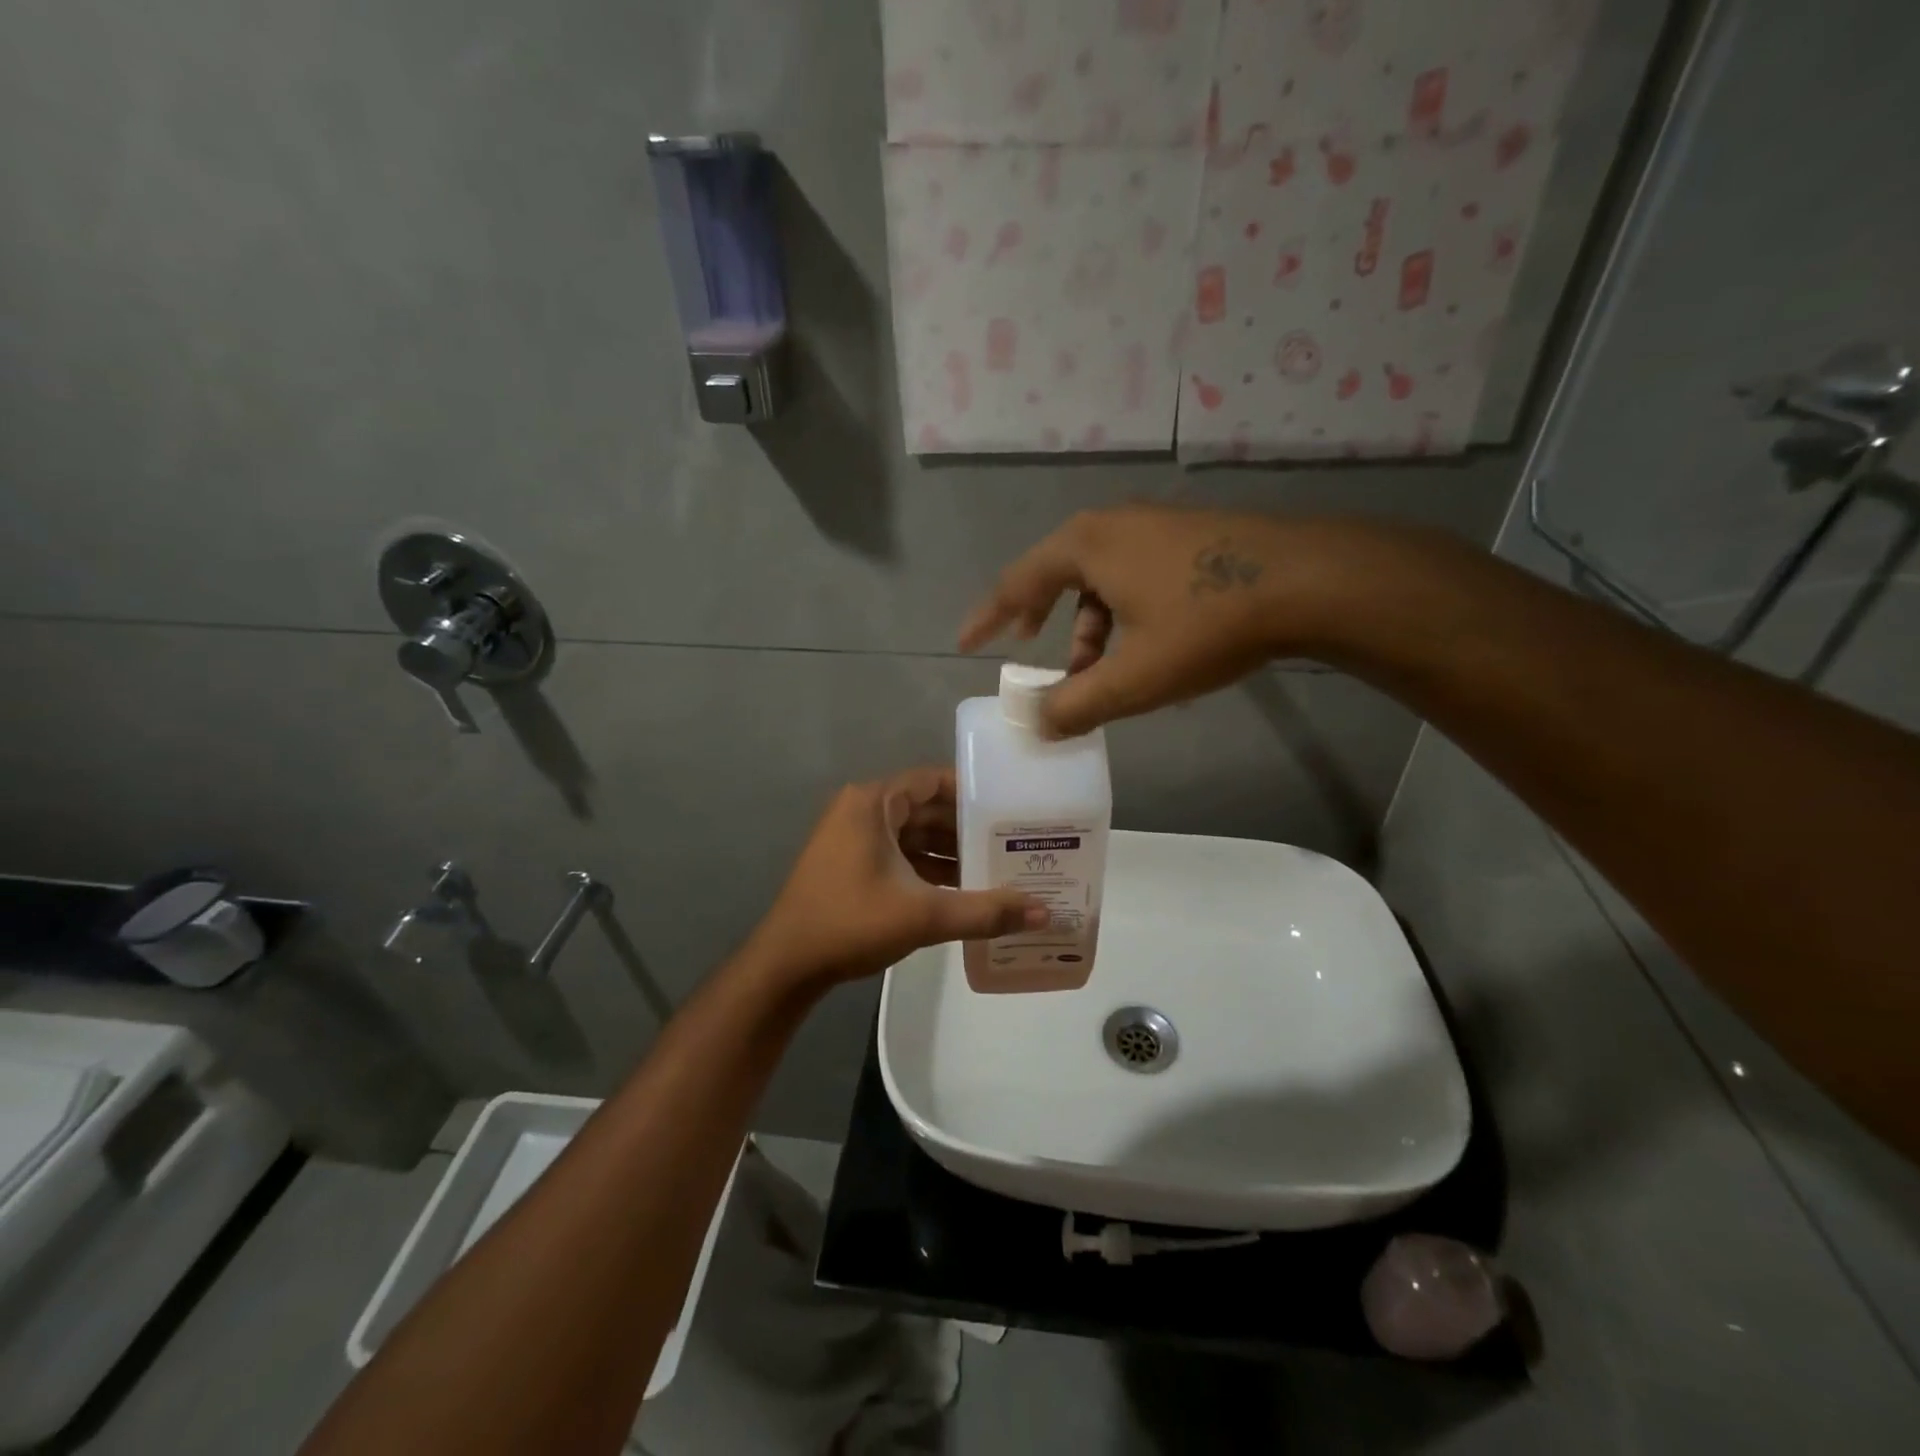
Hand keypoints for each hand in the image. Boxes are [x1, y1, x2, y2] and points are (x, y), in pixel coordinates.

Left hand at [748, 767, 1047, 990]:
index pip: (934, 781)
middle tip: (1014, 842)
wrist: (787, 965)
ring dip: (951, 852)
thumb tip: (1044, 914)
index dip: (974, 792)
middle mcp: (863, 811)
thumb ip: (984, 911)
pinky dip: (929, 869)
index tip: (1011, 808)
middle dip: (968, 827)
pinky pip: (901, 856)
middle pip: (927, 809)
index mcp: (874, 803)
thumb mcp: (923, 915)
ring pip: (914, 836)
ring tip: (998, 868)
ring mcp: (854, 839)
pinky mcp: (852, 865)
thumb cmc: (850, 922)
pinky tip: (964, 890)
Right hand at [959, 505, 1364, 736]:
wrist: (1310, 582)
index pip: (1016, 582)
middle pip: (1057, 574)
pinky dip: (1123, 614)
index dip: (988, 617)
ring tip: (1099, 672)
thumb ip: (1077, 705)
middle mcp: (1113, 525)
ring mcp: (1155, 526)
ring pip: (1101, 580)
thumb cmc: (1206, 624)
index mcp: (1085, 546)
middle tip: (1030, 650)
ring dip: (1089, 627)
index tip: (968, 643)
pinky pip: (1134, 576)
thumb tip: (1039, 725)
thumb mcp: (1134, 677)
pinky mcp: (1189, 538)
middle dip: (1041, 618)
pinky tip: (1146, 649)